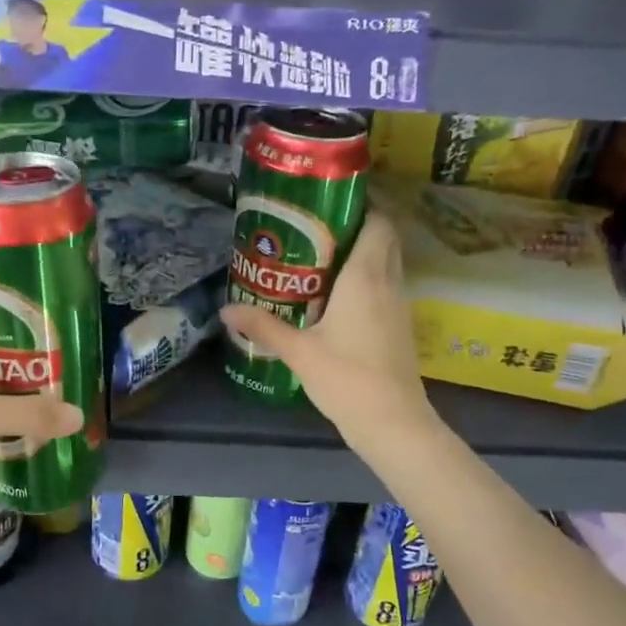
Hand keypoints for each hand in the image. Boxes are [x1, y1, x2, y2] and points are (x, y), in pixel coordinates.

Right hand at [221, 212, 436, 448]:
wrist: (394, 423)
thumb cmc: (347, 379)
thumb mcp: (298, 352)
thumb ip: (263, 327)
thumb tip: (225, 311)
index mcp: (365, 277)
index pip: (378, 222)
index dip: (361, 205)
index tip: (328, 203)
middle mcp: (388, 282)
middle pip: (384, 237)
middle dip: (357, 225)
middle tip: (317, 228)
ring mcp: (399, 304)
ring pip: (387, 262)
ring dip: (362, 253)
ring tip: (321, 256)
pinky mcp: (400, 325)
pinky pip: (386, 285)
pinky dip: (367, 278)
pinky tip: (336, 295)